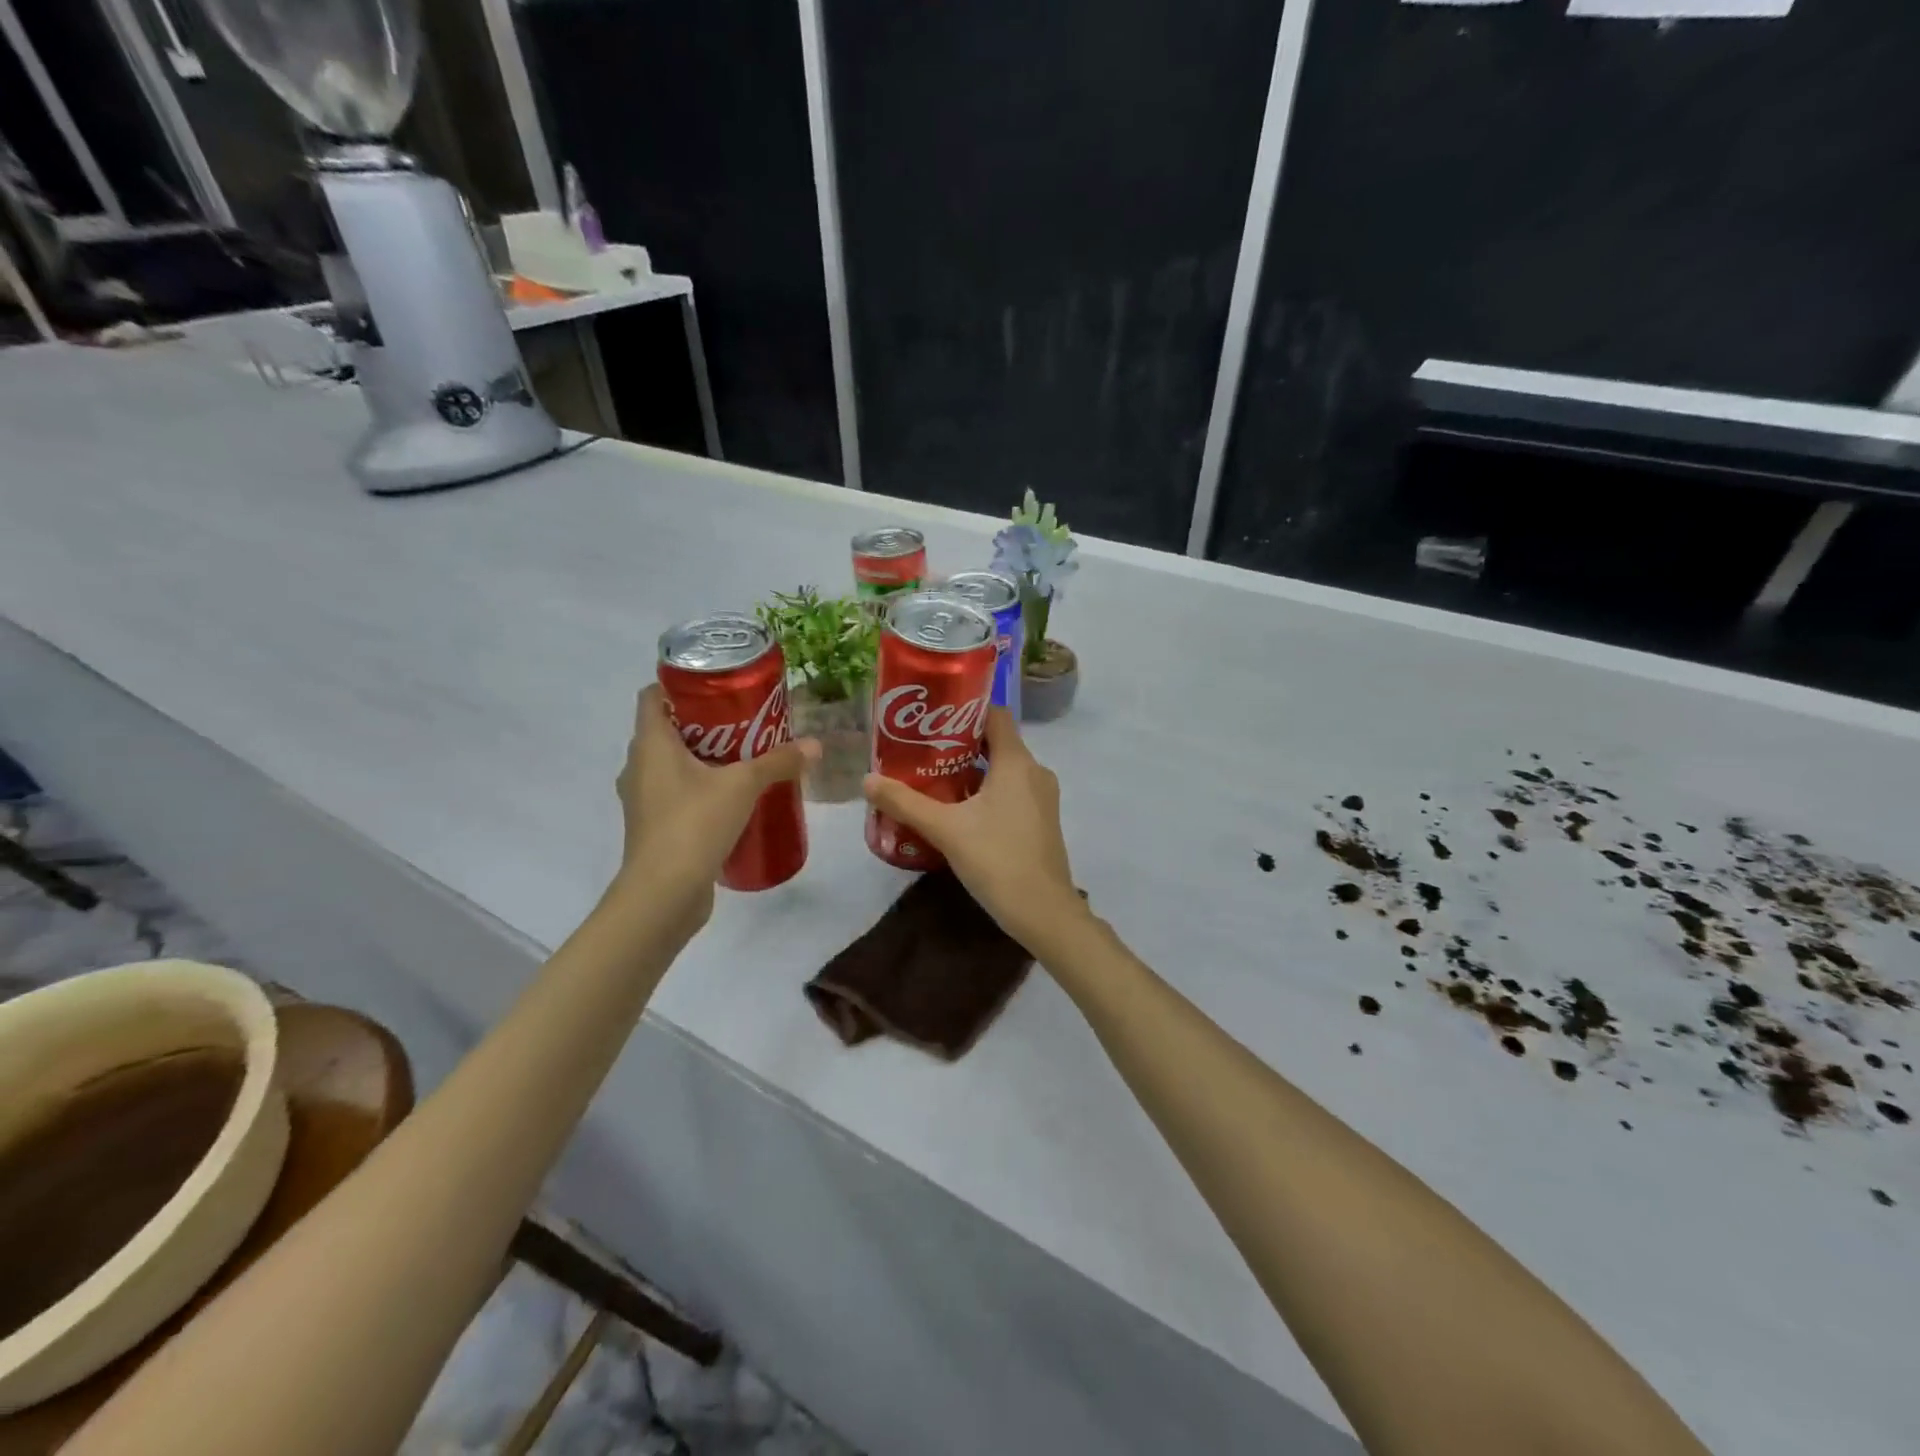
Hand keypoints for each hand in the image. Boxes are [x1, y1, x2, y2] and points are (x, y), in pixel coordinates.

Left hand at [612, 686, 816, 932]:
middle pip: (668, 730)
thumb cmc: (694, 824)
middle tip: (745, 719)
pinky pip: (678, 795)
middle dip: (705, 722)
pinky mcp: (655, 828)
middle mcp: (639, 767)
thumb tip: (816, 745)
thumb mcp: (743, 786)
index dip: (680, 684)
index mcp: (650, 744)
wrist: (663, 894)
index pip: (653, 696)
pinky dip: (701, 789)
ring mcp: (644, 800)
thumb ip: (778, 762)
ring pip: (673, 765)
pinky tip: (734, 798)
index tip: (717, 685)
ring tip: (745, 757)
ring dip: (704, 758)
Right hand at [862, 708, 1089, 955]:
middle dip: (959, 744)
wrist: (1043, 912)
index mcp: (1017, 762)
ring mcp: (1042, 798)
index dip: (965, 709)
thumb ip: (905, 802)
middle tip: (922, 749)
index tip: (932, 716)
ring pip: (1004, 770)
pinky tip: (958, 811)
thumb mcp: (945, 829)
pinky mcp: (1041, 821)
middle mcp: (1035, 772)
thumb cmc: (997, 859)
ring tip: (933, 779)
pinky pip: (1012, 792)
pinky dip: (987, 792)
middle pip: (996, 742)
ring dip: (972, 771)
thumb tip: (867, 780)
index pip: (995, 715)